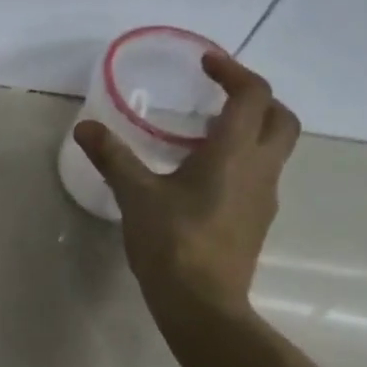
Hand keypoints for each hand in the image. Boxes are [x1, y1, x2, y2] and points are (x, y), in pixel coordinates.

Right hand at [76, 49, 298, 323]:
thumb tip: (85, 127)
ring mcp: (263, 199)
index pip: (253, 96)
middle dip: (257, 99)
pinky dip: (241, 162)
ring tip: (205, 136)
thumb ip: (113, 157)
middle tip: (221, 97)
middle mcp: (260, 169)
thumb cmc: (172, 241)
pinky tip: (203, 179)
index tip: (207, 63)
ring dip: (250, 132)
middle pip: (281, 120)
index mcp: (234, 154)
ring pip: (274, 150)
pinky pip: (258, 177)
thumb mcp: (135, 195)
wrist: (202, 303)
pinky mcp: (256, 222)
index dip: (234, 72)